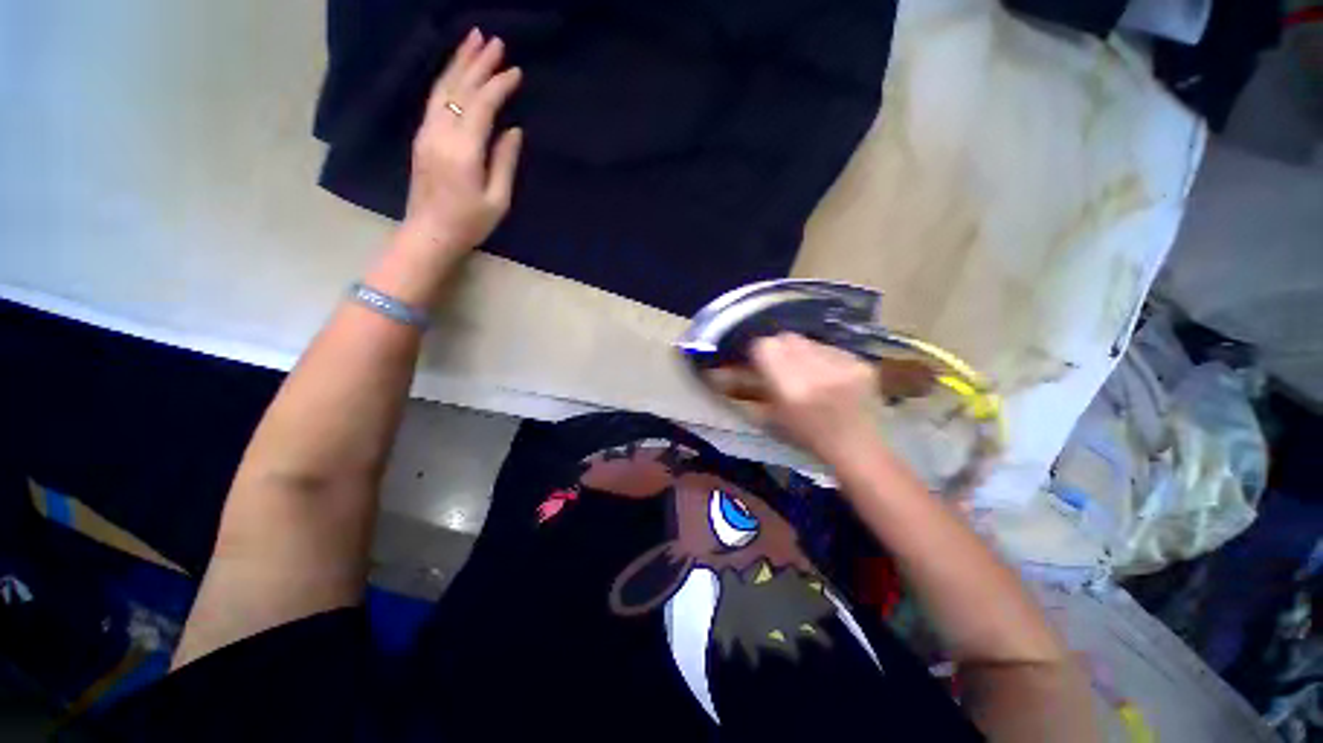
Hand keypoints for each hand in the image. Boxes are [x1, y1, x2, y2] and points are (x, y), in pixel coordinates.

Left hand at [399, 28, 523, 259]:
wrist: (429, 233)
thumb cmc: (470, 223)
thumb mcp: (497, 200)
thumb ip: (505, 162)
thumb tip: (513, 130)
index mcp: (463, 150)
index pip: (481, 105)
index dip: (499, 86)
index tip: (516, 72)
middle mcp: (440, 133)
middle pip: (459, 88)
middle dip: (477, 62)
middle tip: (494, 40)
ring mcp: (427, 132)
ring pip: (442, 88)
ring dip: (458, 62)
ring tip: (473, 40)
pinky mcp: (422, 137)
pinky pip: (434, 99)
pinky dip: (447, 79)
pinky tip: (456, 70)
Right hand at [748, 334, 881, 461]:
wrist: (857, 449)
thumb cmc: (807, 438)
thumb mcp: (768, 418)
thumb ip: (746, 389)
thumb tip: (724, 371)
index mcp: (790, 387)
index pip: (766, 346)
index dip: (759, 352)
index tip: (760, 363)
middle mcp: (816, 370)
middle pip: (787, 338)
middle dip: (779, 349)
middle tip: (782, 366)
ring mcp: (842, 364)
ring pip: (808, 341)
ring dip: (801, 352)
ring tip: (807, 373)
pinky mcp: (860, 362)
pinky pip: (831, 348)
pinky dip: (823, 358)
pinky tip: (828, 377)